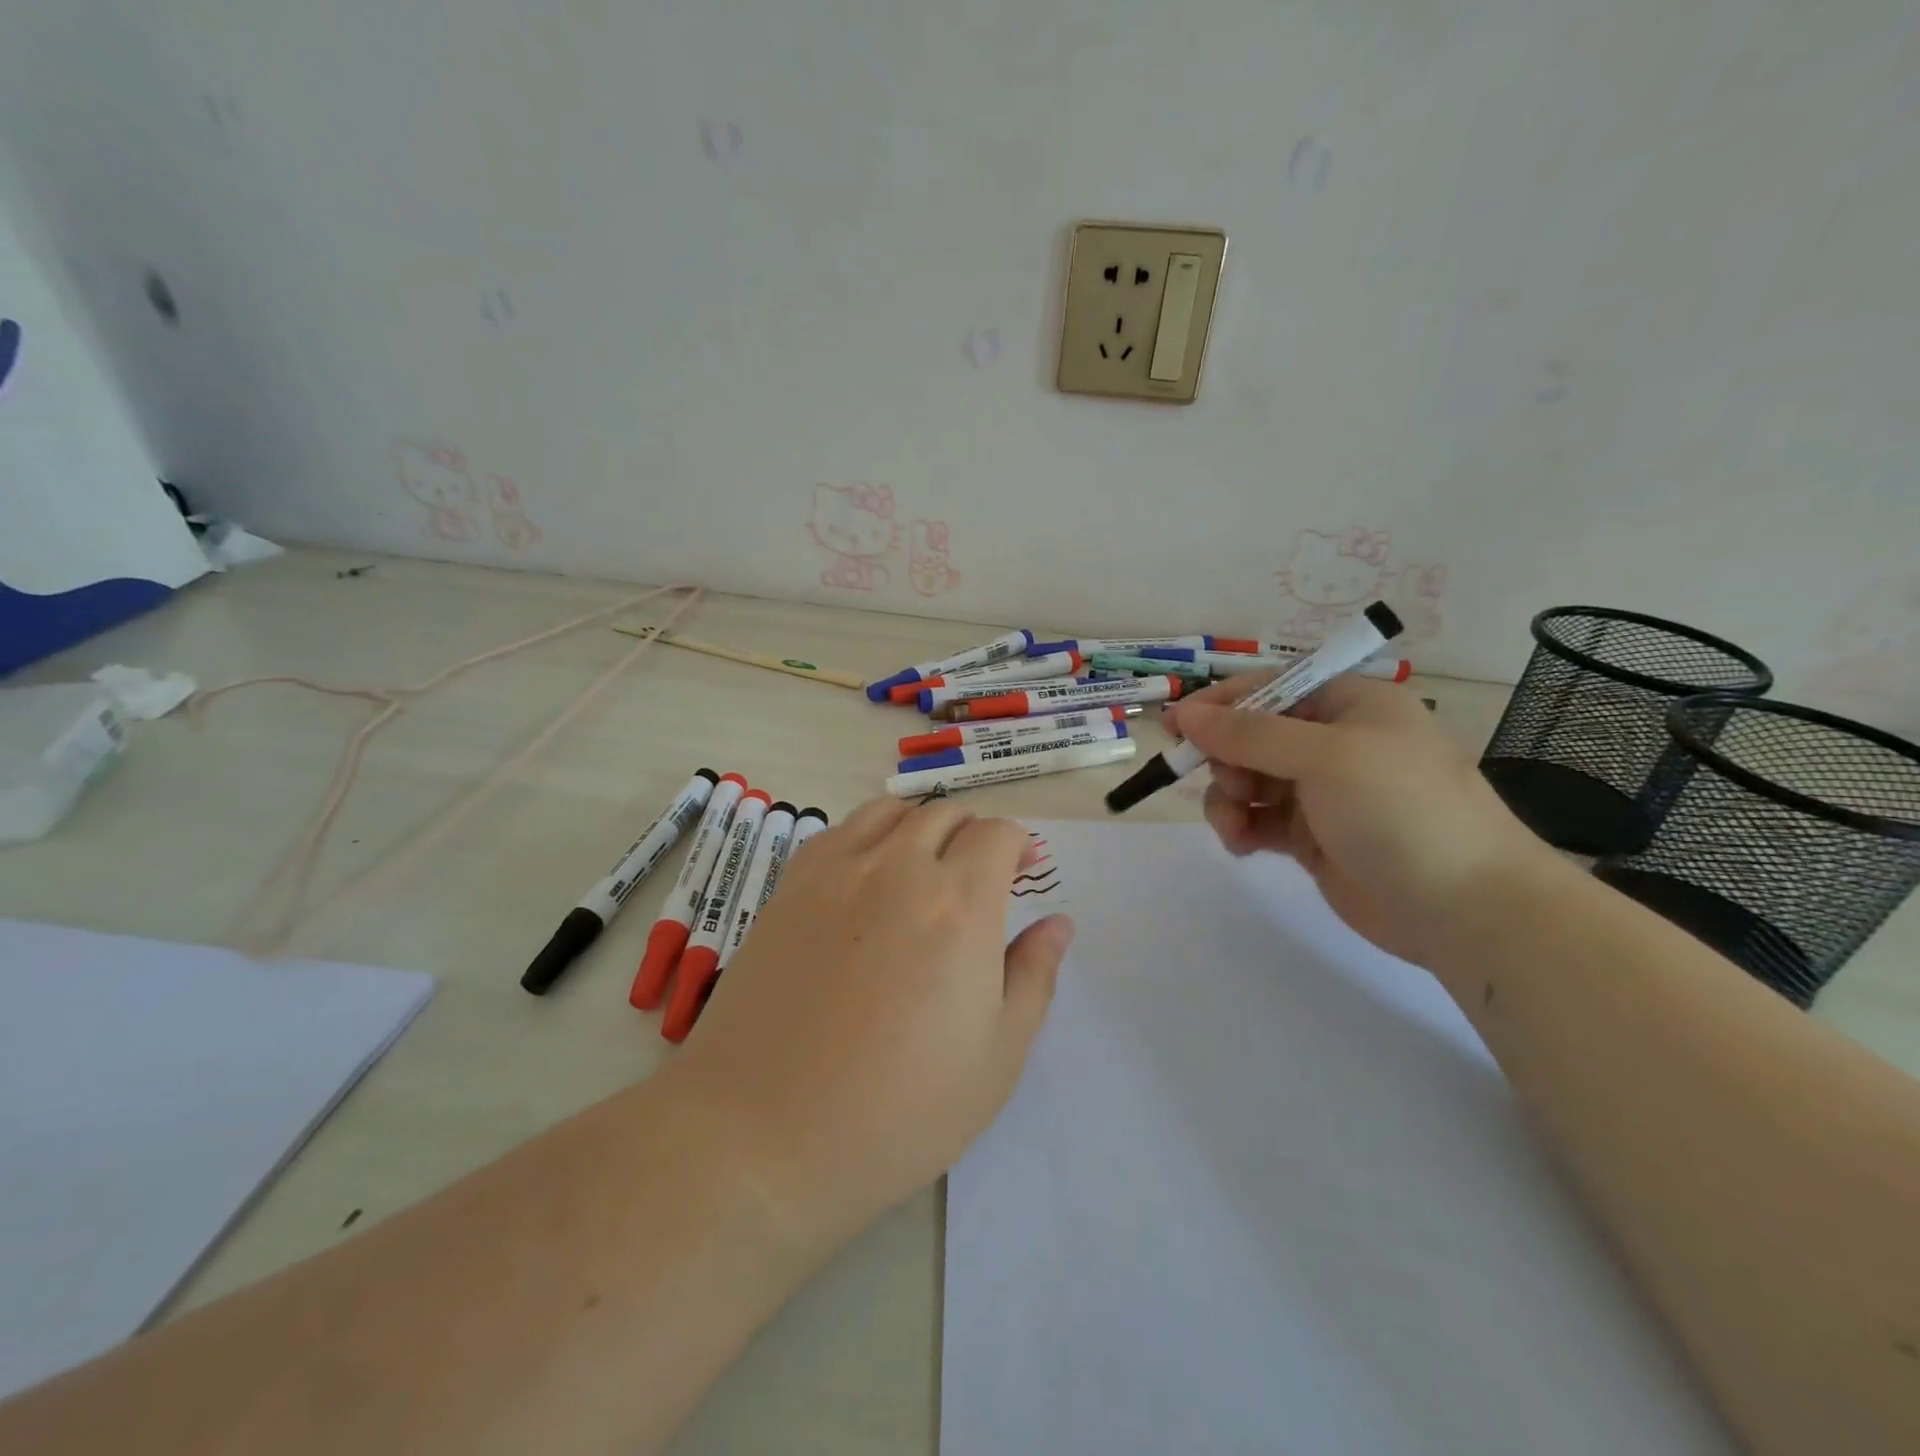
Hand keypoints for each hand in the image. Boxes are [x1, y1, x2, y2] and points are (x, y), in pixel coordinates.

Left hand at [669, 798, 1073, 1252]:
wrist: (762, 1134)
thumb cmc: (898, 1109)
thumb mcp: (996, 1056)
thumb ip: (1034, 975)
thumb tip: (1058, 923)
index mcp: (959, 903)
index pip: (997, 834)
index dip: (1018, 845)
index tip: (1023, 871)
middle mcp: (897, 868)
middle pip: (945, 814)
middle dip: (973, 834)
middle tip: (978, 876)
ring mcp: (835, 871)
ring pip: (890, 812)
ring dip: (920, 827)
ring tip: (924, 868)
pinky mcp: (789, 887)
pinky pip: (839, 832)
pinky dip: (869, 837)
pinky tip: (866, 880)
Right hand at [1163, 675, 1550, 966]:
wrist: (1466, 909)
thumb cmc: (1401, 811)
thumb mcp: (1324, 758)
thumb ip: (1249, 734)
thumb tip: (1186, 713)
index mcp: (1349, 704)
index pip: (1269, 687)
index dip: (1220, 703)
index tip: (1175, 726)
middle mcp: (1332, 741)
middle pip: (1251, 735)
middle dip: (1225, 759)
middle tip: (1226, 784)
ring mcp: (1321, 791)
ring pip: (1247, 779)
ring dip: (1228, 799)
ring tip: (1236, 827)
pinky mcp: (1311, 835)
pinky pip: (1257, 818)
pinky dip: (1242, 828)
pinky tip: (1244, 846)